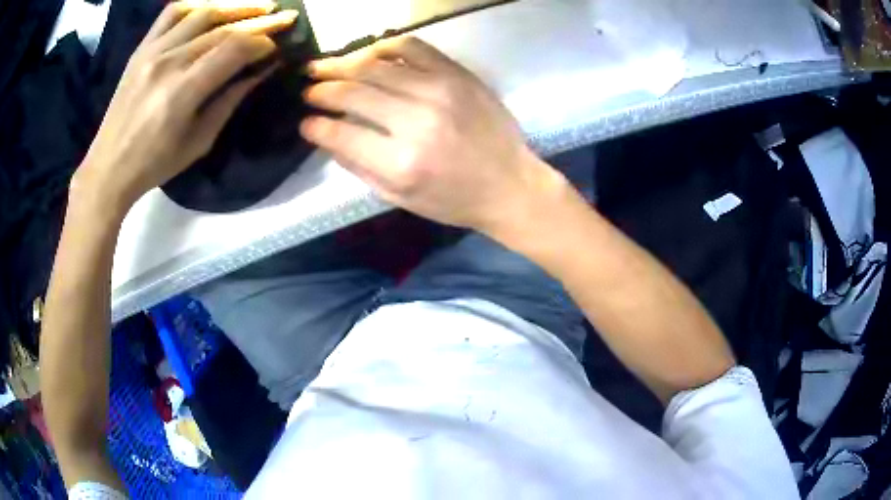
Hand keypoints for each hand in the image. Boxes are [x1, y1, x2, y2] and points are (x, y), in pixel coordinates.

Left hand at [74, 0, 297, 210]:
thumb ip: (229, 100)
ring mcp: (152, 51)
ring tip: (258, 6)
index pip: (233, 49)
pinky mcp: (142, 48)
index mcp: (182, 92)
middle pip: (222, 28)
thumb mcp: (199, 141)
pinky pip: (172, 13)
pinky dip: (198, 5)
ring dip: (235, 6)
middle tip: (285, 17)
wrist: (108, 167)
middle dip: (259, 21)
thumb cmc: (154, 164)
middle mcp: (168, 62)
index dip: (262, 42)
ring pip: (202, 12)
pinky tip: (214, 8)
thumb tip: (259, 71)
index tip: (277, 47)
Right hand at [301, 37, 564, 235]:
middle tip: (307, 89)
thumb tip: (326, 134)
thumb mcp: (398, 197)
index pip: (340, 132)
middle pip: (353, 91)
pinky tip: (367, 53)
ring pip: (376, 64)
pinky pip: (412, 46)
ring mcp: (439, 91)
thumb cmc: (453, 199)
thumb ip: (357, 165)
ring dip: (342, 63)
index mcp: (400, 162)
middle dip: (321, 89)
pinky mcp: (457, 74)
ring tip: (323, 66)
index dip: (314, 125)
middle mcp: (416, 121)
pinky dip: (383, 46)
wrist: (510, 184)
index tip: (304, 121)